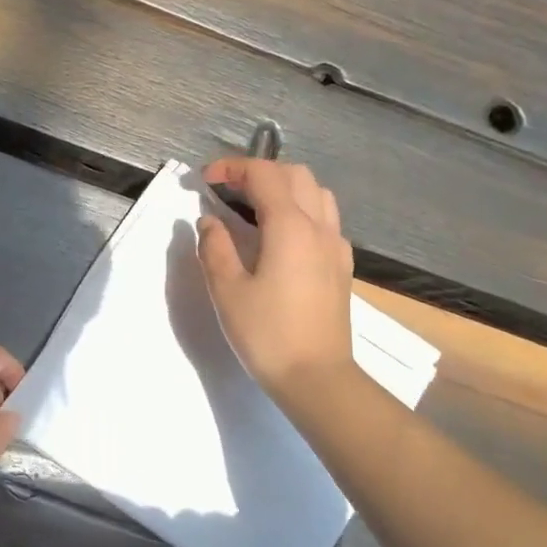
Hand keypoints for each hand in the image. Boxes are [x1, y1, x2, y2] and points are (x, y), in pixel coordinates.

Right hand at [197, 158, 354, 413]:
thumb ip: (215, 247)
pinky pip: (325, 220)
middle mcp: (319, 226)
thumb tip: (210, 221)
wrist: (317, 378)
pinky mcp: (342, 266)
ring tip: (255, 208)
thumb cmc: (267, 334)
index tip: (204, 180)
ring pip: (317, 194)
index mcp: (290, 226)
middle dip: (259, 172)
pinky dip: (301, 211)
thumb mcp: (227, 290)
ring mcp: (336, 246)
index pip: (263, 174)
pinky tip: (281, 238)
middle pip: (295, 174)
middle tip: (228, 190)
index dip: (232, 168)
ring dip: (285, 188)